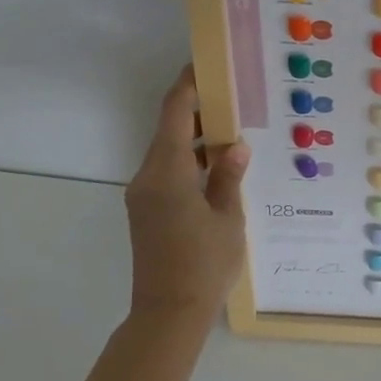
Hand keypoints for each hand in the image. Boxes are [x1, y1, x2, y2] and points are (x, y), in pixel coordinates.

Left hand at [124, 66, 249, 334]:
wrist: (168, 315)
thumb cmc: (204, 264)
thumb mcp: (229, 218)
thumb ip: (229, 177)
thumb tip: (236, 146)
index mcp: (168, 172)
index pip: (175, 114)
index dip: (188, 86)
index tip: (205, 64)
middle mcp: (148, 177)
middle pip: (170, 131)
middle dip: (199, 111)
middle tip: (235, 99)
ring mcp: (144, 196)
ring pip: (170, 153)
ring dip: (197, 140)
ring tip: (235, 132)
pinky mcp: (147, 212)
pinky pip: (168, 173)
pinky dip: (191, 163)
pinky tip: (219, 169)